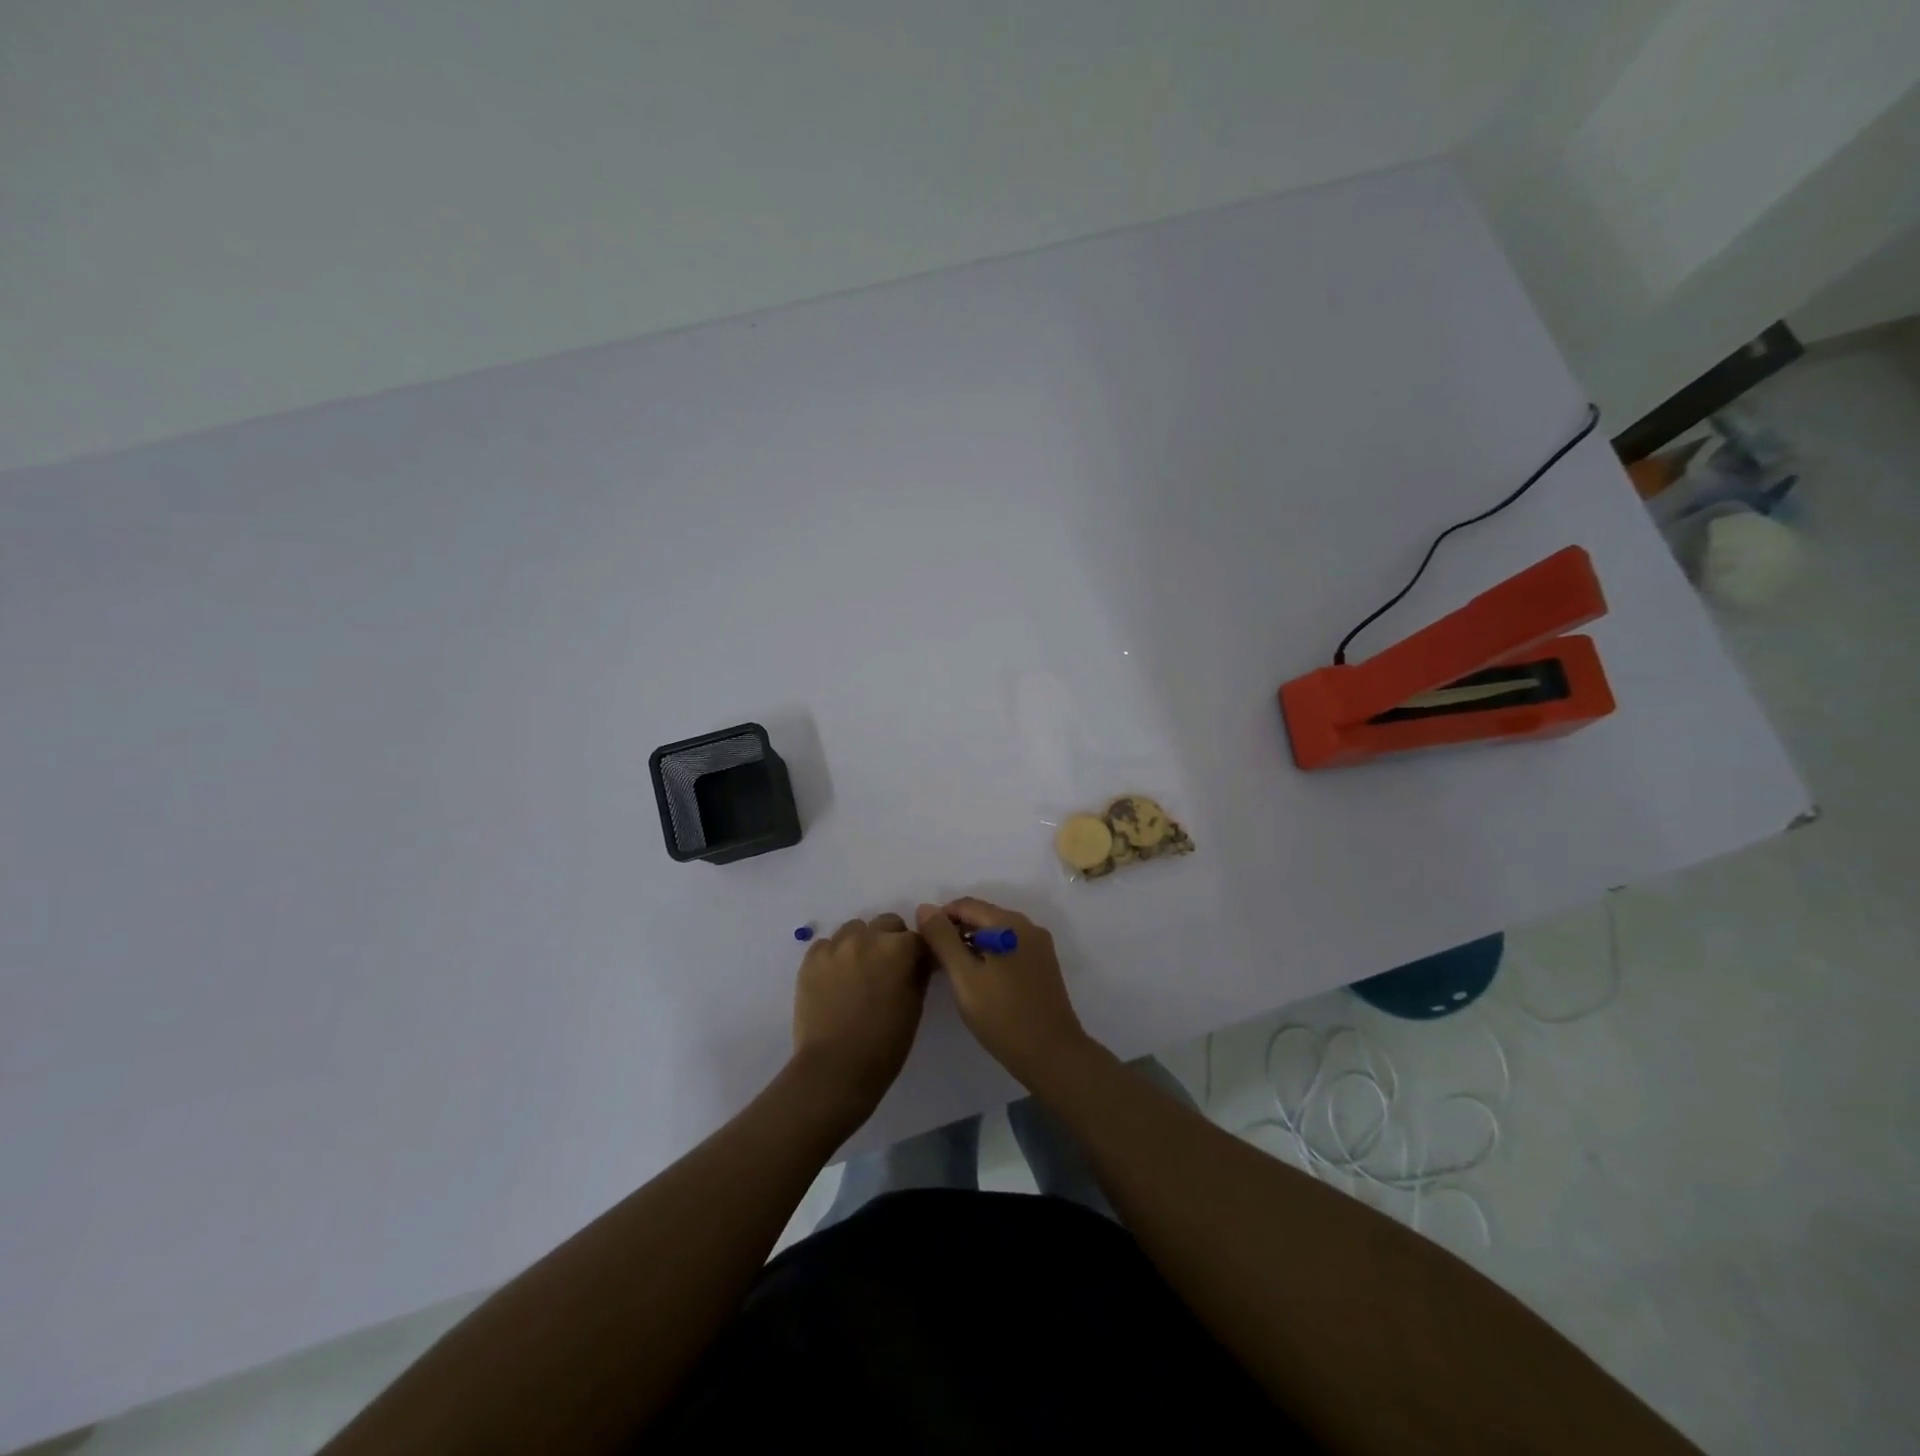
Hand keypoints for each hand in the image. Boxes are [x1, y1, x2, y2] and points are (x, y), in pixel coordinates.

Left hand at [791, 914, 928, 1120]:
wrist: (835, 1069)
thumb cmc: (885, 1043)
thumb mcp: (915, 1006)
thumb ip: (919, 973)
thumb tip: (919, 960)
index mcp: (899, 948)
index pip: (917, 936)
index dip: (918, 953)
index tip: (915, 968)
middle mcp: (867, 937)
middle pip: (886, 924)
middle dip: (890, 941)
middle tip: (886, 969)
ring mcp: (836, 946)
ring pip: (854, 929)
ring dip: (861, 944)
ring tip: (857, 972)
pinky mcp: (811, 959)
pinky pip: (827, 945)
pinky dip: (834, 956)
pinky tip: (835, 980)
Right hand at [915, 898, 1089, 1085]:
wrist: (1052, 1055)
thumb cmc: (1002, 1015)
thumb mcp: (964, 977)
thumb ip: (942, 939)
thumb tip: (925, 908)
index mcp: (1009, 923)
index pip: (966, 905)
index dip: (940, 919)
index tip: (924, 945)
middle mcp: (1028, 926)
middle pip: (983, 916)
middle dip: (956, 932)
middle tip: (936, 961)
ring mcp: (1039, 946)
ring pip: (996, 933)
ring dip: (972, 945)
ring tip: (954, 973)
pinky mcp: (1044, 965)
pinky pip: (1010, 948)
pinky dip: (990, 955)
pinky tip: (980, 981)